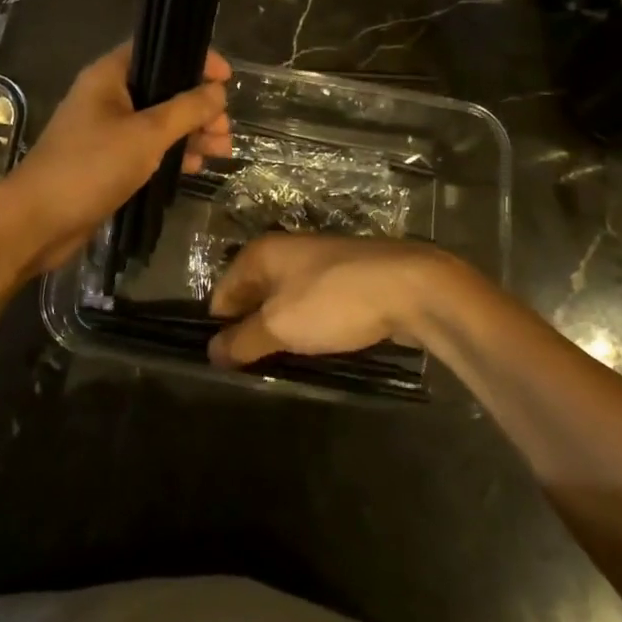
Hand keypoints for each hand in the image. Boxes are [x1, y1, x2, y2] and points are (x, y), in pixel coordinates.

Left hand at [0, 41, 230, 273]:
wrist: (38, 221)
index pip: (157, 50)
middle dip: (198, 106)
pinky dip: (170, 153)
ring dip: (190, 132)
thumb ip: (186, 109)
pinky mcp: (107, 161)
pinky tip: (194, 167)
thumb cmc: (91, 167)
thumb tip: (218, 91)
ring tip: (220, 151)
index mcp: (109, 77)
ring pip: (158, 122)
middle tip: (224, 129)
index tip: (227, 78)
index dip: (194, 59)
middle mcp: (107, 97)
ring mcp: (106, 131)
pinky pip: (146, 148)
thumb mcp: (146, 134)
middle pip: (162, 89)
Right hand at [207, 234, 472, 367]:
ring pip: (283, 303)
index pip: (222, 293)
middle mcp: (283, 251)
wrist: (410, 287)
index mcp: (260, 253)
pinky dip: (308, 327)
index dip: (219, 329)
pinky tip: (315, 350)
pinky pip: (312, 306)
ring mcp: (317, 264)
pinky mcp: (344, 280)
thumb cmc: (333, 301)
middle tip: (252, 370)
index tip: (225, 364)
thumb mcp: (279, 326)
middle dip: (250, 331)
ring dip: (280, 332)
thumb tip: (211, 352)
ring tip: (283, 365)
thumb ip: (242, 341)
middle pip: (252, 297)